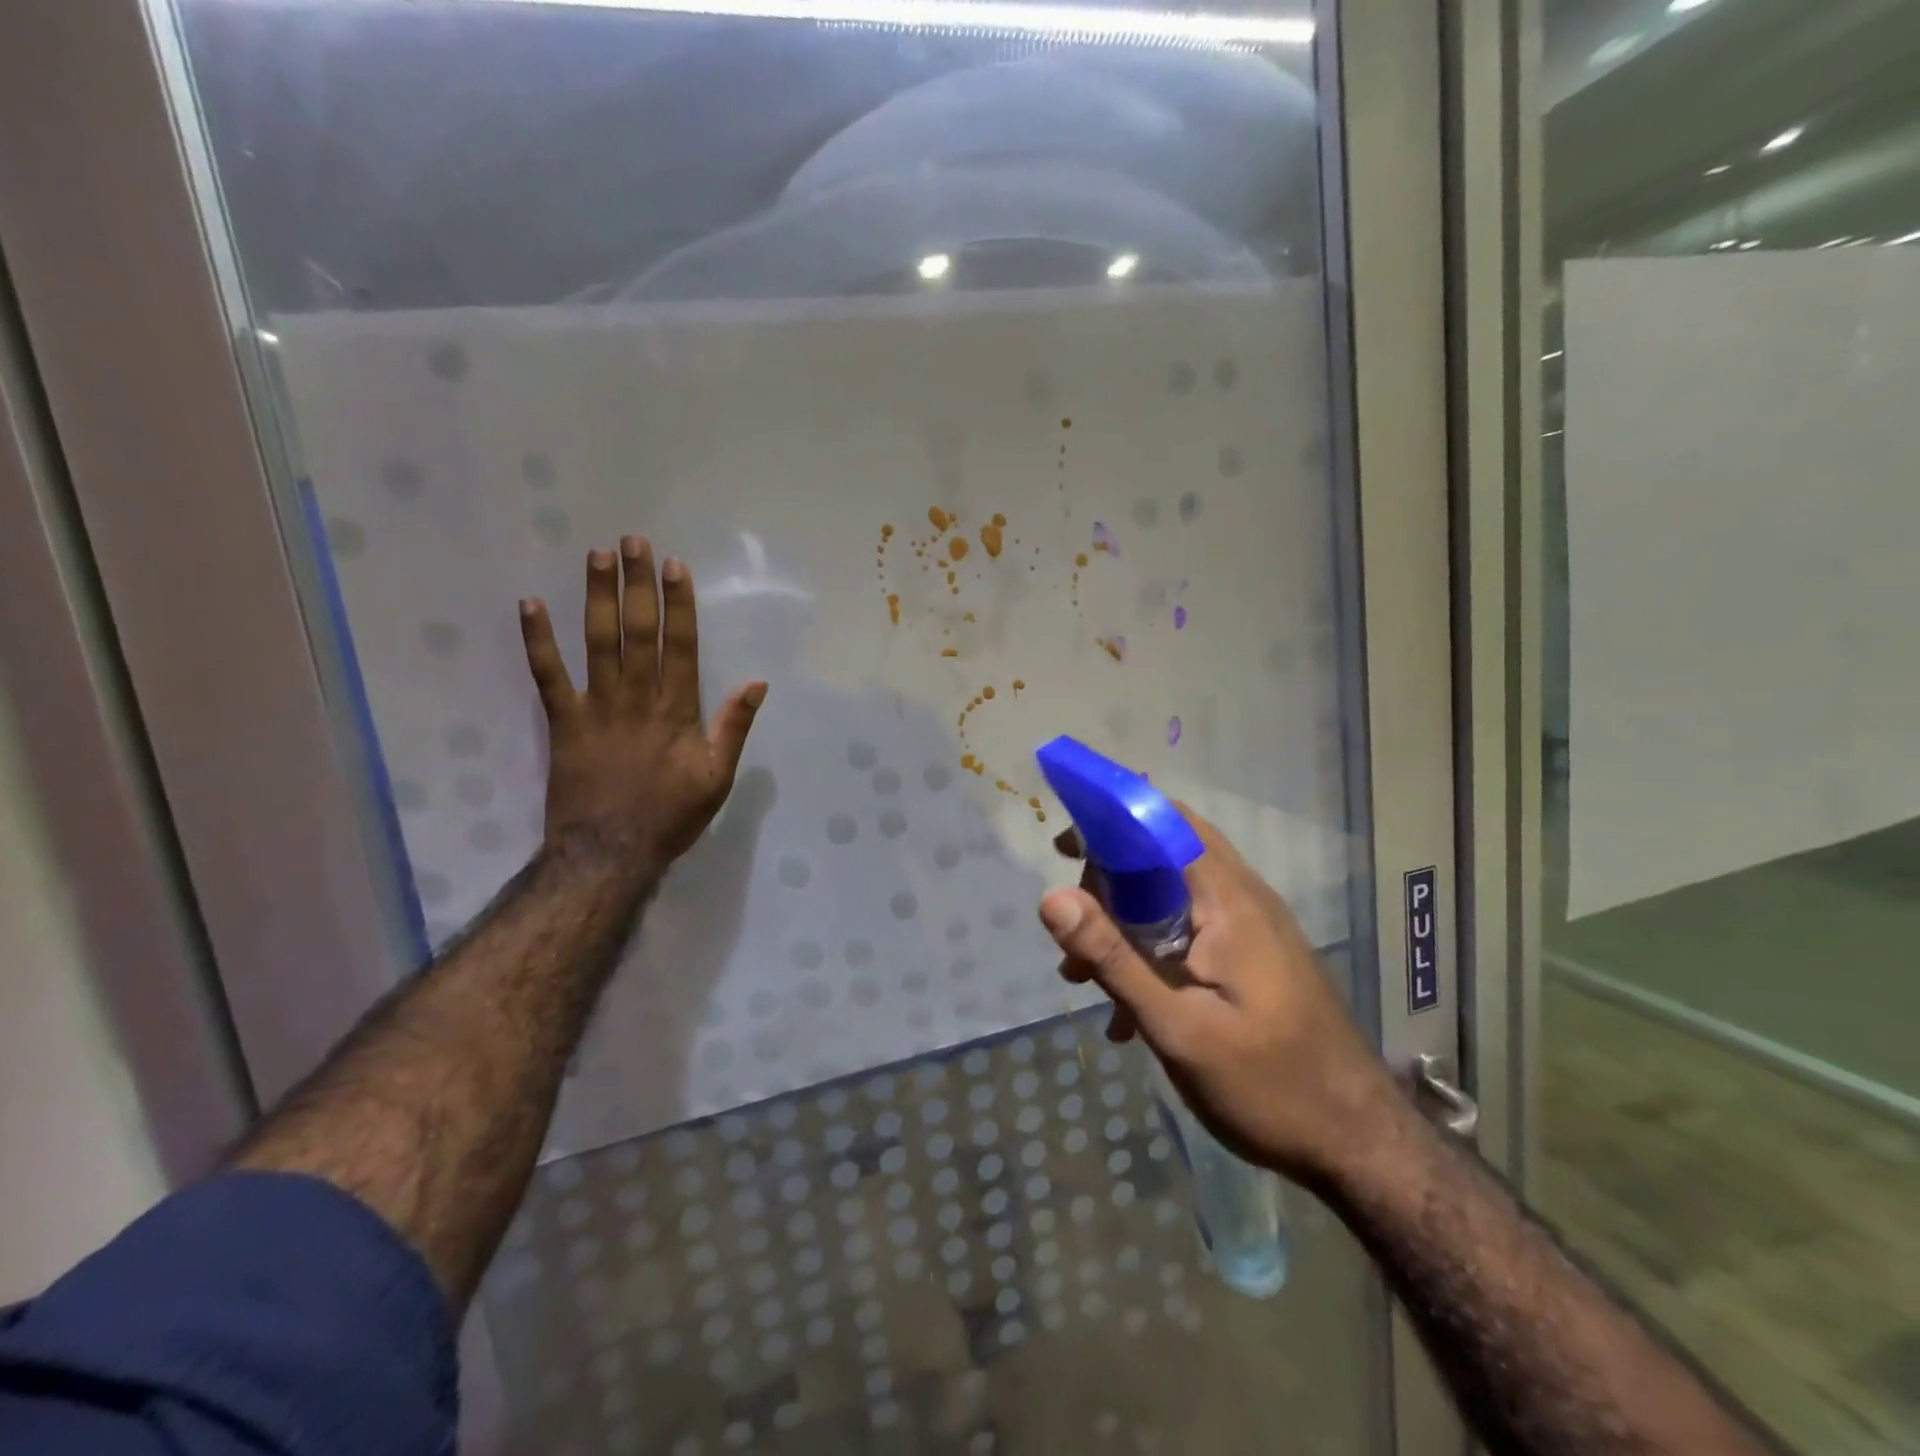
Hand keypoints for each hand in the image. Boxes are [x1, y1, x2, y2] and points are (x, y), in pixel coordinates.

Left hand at [519, 536, 766, 873]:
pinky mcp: (563, 722)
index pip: (681, 646)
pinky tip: (530, 604)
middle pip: (639, 632)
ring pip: (598, 642)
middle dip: (638, 584)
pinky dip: (538, 641)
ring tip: (597, 555)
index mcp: (677, 711)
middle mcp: (637, 699)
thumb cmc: (670, 816)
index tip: (674, 567)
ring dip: (597, 596)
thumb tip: (756, 683)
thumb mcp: (718, 777)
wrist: (610, 853)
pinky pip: (547, 676)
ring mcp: (596, 707)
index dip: (678, 604)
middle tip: (634, 541)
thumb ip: (734, 727)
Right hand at [1040, 807, 1397, 1185]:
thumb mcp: (1176, 1028)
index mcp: (1228, 900)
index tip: (1062, 849)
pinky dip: (1152, 949)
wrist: (1361, 1145)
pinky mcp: (1256, 957)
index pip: (1166, 822)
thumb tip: (1052, 897)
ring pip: (1173, 895)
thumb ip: (1114, 958)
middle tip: (1074, 932)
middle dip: (1109, 881)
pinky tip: (1127, 1012)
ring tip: (1084, 977)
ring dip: (1124, 922)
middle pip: (1164, 854)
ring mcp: (1254, 928)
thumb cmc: (1268, 1085)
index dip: (1111, 821)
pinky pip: (1191, 929)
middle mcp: (1244, 898)